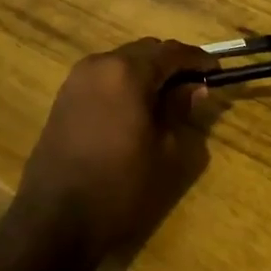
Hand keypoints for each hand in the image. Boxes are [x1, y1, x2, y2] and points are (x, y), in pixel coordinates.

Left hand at [13, 38, 217, 263]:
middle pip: (145, 50)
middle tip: (193, 85)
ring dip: (146, 72)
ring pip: (122, 62)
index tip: (216, 70)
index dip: (197, 58)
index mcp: (127, 72)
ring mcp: (77, 80)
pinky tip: (136, 109)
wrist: (54, 220)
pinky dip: (124, 83)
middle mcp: (99, 65)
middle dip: (171, 63)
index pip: (171, 52)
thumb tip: (193, 87)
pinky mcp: (64, 98)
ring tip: (166, 99)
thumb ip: (179, 109)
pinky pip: (104, 78)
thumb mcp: (164, 151)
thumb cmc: (120, 186)